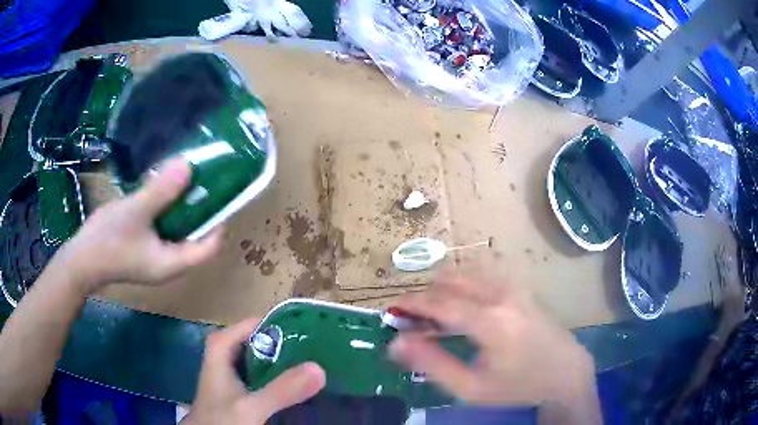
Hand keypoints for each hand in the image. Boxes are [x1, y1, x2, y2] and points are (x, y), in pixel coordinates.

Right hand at [55, 159, 221, 292]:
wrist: (80, 260)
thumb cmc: (108, 240)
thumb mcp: (136, 211)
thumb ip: (161, 191)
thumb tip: (189, 167)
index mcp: (173, 263)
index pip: (209, 248)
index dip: (219, 224)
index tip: (222, 195)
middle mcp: (168, 265)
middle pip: (195, 240)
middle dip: (201, 212)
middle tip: (206, 182)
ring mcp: (154, 259)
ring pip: (178, 233)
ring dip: (182, 210)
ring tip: (187, 181)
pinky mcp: (143, 251)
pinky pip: (162, 231)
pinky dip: (166, 213)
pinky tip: (163, 191)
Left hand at [183, 318, 325, 423]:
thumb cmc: (221, 419)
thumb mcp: (250, 407)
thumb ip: (280, 390)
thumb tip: (319, 368)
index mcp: (222, 347)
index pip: (255, 323)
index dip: (282, 324)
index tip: (311, 329)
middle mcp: (226, 354)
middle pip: (260, 341)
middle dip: (288, 345)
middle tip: (319, 348)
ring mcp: (233, 373)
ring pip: (262, 359)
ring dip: (285, 362)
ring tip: (315, 363)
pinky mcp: (240, 389)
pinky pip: (263, 377)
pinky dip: (279, 378)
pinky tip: (297, 386)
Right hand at [389, 272, 600, 423]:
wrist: (565, 372)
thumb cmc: (518, 385)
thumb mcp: (471, 387)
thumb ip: (432, 364)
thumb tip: (396, 344)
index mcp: (489, 320)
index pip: (438, 302)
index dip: (410, 304)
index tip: (391, 310)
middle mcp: (501, 293)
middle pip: (450, 280)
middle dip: (425, 295)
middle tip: (413, 320)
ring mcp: (514, 286)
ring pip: (466, 273)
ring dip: (443, 288)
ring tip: (435, 316)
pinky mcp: (521, 287)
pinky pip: (482, 276)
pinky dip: (462, 286)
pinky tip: (462, 308)